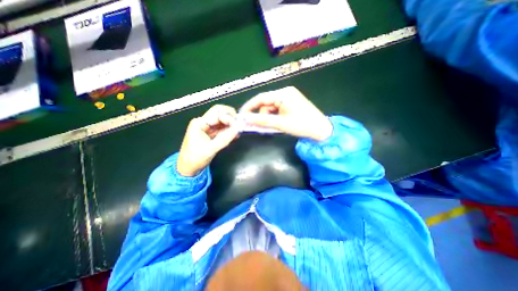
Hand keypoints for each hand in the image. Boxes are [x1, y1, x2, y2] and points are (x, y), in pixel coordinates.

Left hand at [174, 104, 236, 175]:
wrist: (188, 168)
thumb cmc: (195, 159)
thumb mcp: (211, 149)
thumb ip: (225, 138)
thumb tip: (238, 129)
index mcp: (199, 123)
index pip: (217, 113)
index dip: (229, 118)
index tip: (238, 126)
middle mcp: (203, 122)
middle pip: (220, 113)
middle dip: (231, 118)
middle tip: (240, 125)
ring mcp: (207, 127)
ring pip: (222, 121)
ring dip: (231, 125)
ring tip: (239, 131)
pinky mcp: (211, 133)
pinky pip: (222, 128)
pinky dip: (229, 130)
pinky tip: (235, 135)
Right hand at [239, 85, 331, 139]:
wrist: (321, 130)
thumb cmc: (302, 125)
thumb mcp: (280, 124)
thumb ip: (262, 121)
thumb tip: (245, 119)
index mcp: (283, 94)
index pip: (261, 98)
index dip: (249, 106)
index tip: (242, 115)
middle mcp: (285, 92)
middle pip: (266, 102)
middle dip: (261, 114)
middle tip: (259, 126)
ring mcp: (289, 97)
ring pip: (271, 107)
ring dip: (268, 117)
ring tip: (273, 127)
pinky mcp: (291, 103)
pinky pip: (277, 109)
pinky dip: (274, 116)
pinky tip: (278, 123)